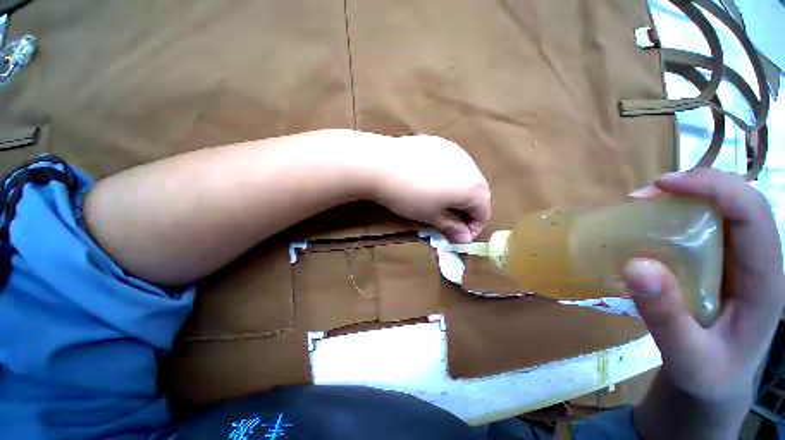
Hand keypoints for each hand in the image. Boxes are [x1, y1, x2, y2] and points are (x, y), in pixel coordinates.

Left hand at [366, 134, 490, 242]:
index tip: (459, 236)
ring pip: (466, 176)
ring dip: (460, 191)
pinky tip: (431, 180)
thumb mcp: (432, 216)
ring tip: (441, 199)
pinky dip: (449, 176)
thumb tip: (464, 237)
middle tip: (450, 219)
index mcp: (473, 188)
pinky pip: (453, 163)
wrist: (382, 165)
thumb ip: (452, 227)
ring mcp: (456, 151)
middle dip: (468, 209)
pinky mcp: (441, 143)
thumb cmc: (410, 197)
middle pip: (478, 193)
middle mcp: (471, 166)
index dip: (473, 228)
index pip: (484, 212)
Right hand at [624, 169, 783, 436]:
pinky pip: (704, 226)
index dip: (714, 187)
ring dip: (684, 198)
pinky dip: (677, 215)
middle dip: (695, 186)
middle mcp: (757, 261)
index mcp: (764, 281)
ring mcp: (739, 261)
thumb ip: (667, 319)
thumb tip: (636, 265)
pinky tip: (652, 226)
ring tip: (643, 207)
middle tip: (644, 196)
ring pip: (722, 209)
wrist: (715, 383)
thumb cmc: (709, 375)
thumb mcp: (687, 359)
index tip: (662, 185)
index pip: (753, 214)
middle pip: (739, 201)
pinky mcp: (720, 264)